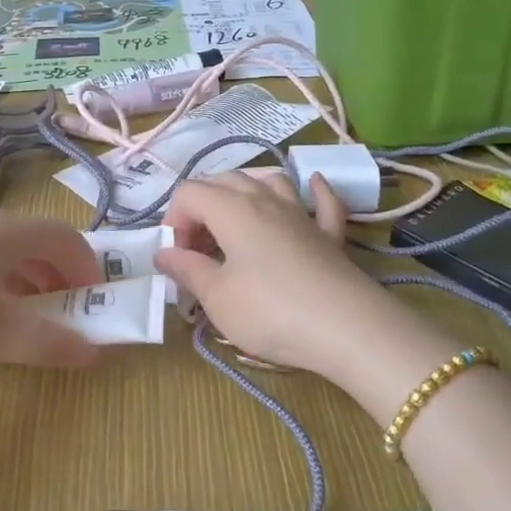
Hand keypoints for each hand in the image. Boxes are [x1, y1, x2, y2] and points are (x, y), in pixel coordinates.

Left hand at [0, 207, 103, 370]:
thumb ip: (47, 344)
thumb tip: (92, 353)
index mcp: (6, 232)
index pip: (65, 238)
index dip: (87, 268)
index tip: (96, 302)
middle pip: (33, 241)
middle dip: (55, 278)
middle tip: (61, 315)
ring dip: (21, 280)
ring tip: (17, 318)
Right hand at [154, 171, 414, 382]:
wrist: (347, 329)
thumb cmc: (270, 312)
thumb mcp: (217, 298)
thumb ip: (187, 270)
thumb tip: (163, 252)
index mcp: (232, 209)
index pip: (189, 193)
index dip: (173, 220)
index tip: (177, 258)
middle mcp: (265, 199)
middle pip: (225, 181)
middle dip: (202, 207)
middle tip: (198, 249)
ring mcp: (301, 213)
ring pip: (269, 181)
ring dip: (246, 191)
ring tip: (235, 220)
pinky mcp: (330, 234)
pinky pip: (321, 201)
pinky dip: (313, 191)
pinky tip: (313, 186)